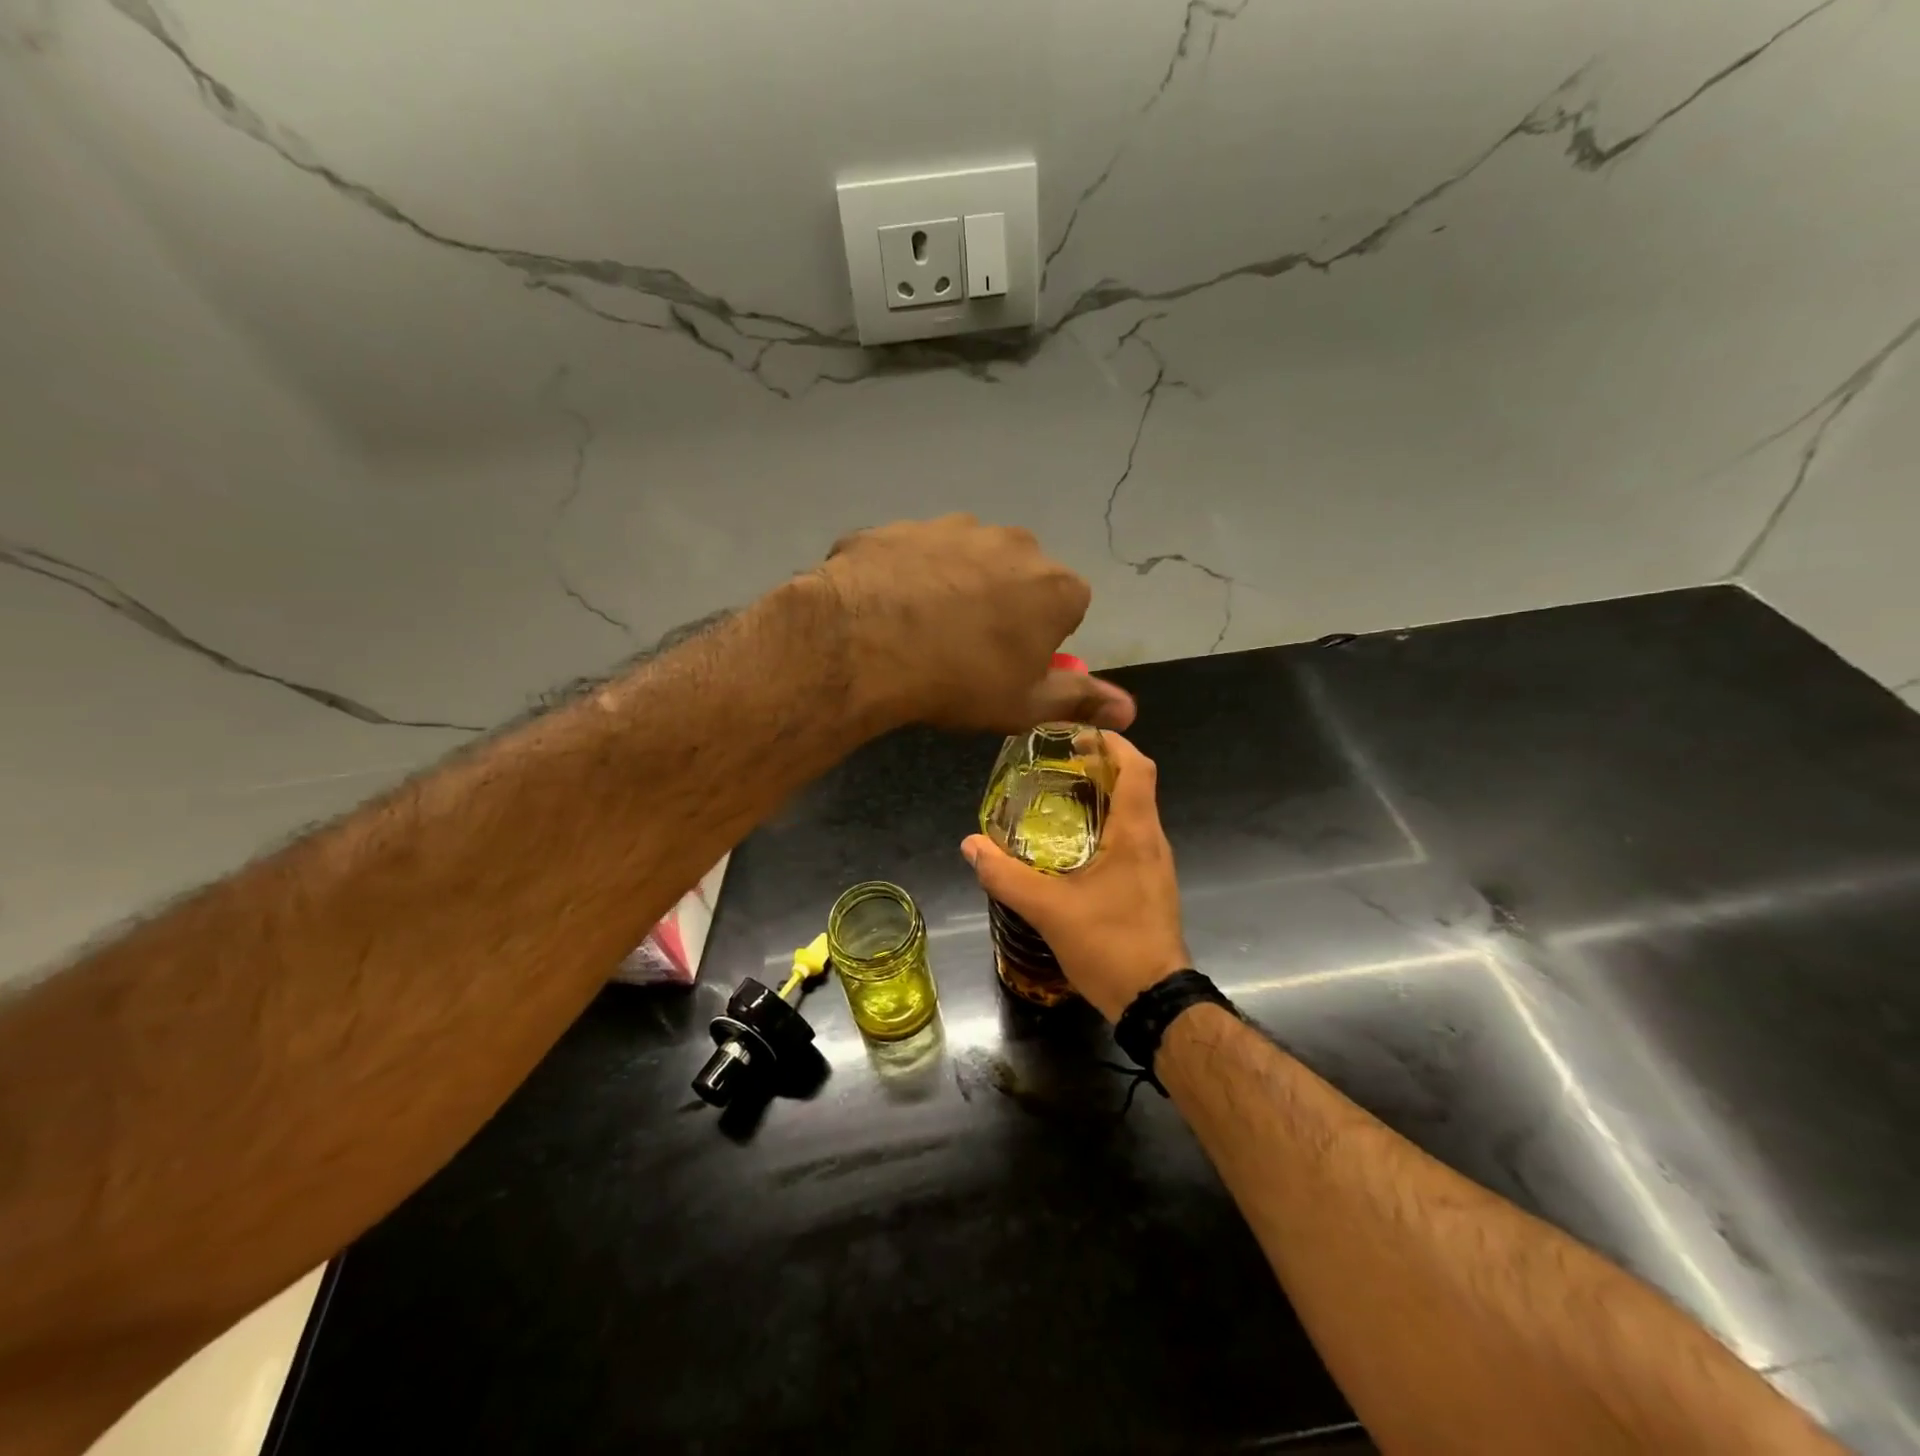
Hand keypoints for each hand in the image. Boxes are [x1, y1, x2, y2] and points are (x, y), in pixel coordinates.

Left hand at [817, 515, 1135, 733]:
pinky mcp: (900, 526)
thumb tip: (1130, 711)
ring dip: (954, 588)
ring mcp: (952, 526)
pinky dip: (906, 578)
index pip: (1069, 607)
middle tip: (967, 651)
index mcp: (1055, 585)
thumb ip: (1080, 700)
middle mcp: (1013, 543)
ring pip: (965, 561)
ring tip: (921, 631)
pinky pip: (913, 556)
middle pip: (1019, 577)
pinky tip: (885, 610)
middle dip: (1003, 606)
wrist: (865, 642)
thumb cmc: (961, 679)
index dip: (1044, 639)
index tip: (1013, 665)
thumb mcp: (1025, 704)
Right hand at [960, 733, 1187, 1020]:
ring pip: (1132, 814)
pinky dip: (1103, 828)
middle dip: (1098, 768)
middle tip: (1054, 767)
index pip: (1138, 767)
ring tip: (1056, 800)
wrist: (1155, 1002)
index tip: (1077, 736)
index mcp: (1136, 833)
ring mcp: (1155, 865)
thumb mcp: (1049, 910)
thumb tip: (970, 845)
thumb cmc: (1110, 945)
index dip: (1112, 743)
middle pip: (1134, 785)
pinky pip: (1129, 840)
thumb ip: (1007, 876)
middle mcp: (1152, 841)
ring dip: (1101, 799)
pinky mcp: (1149, 886)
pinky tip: (1070, 847)